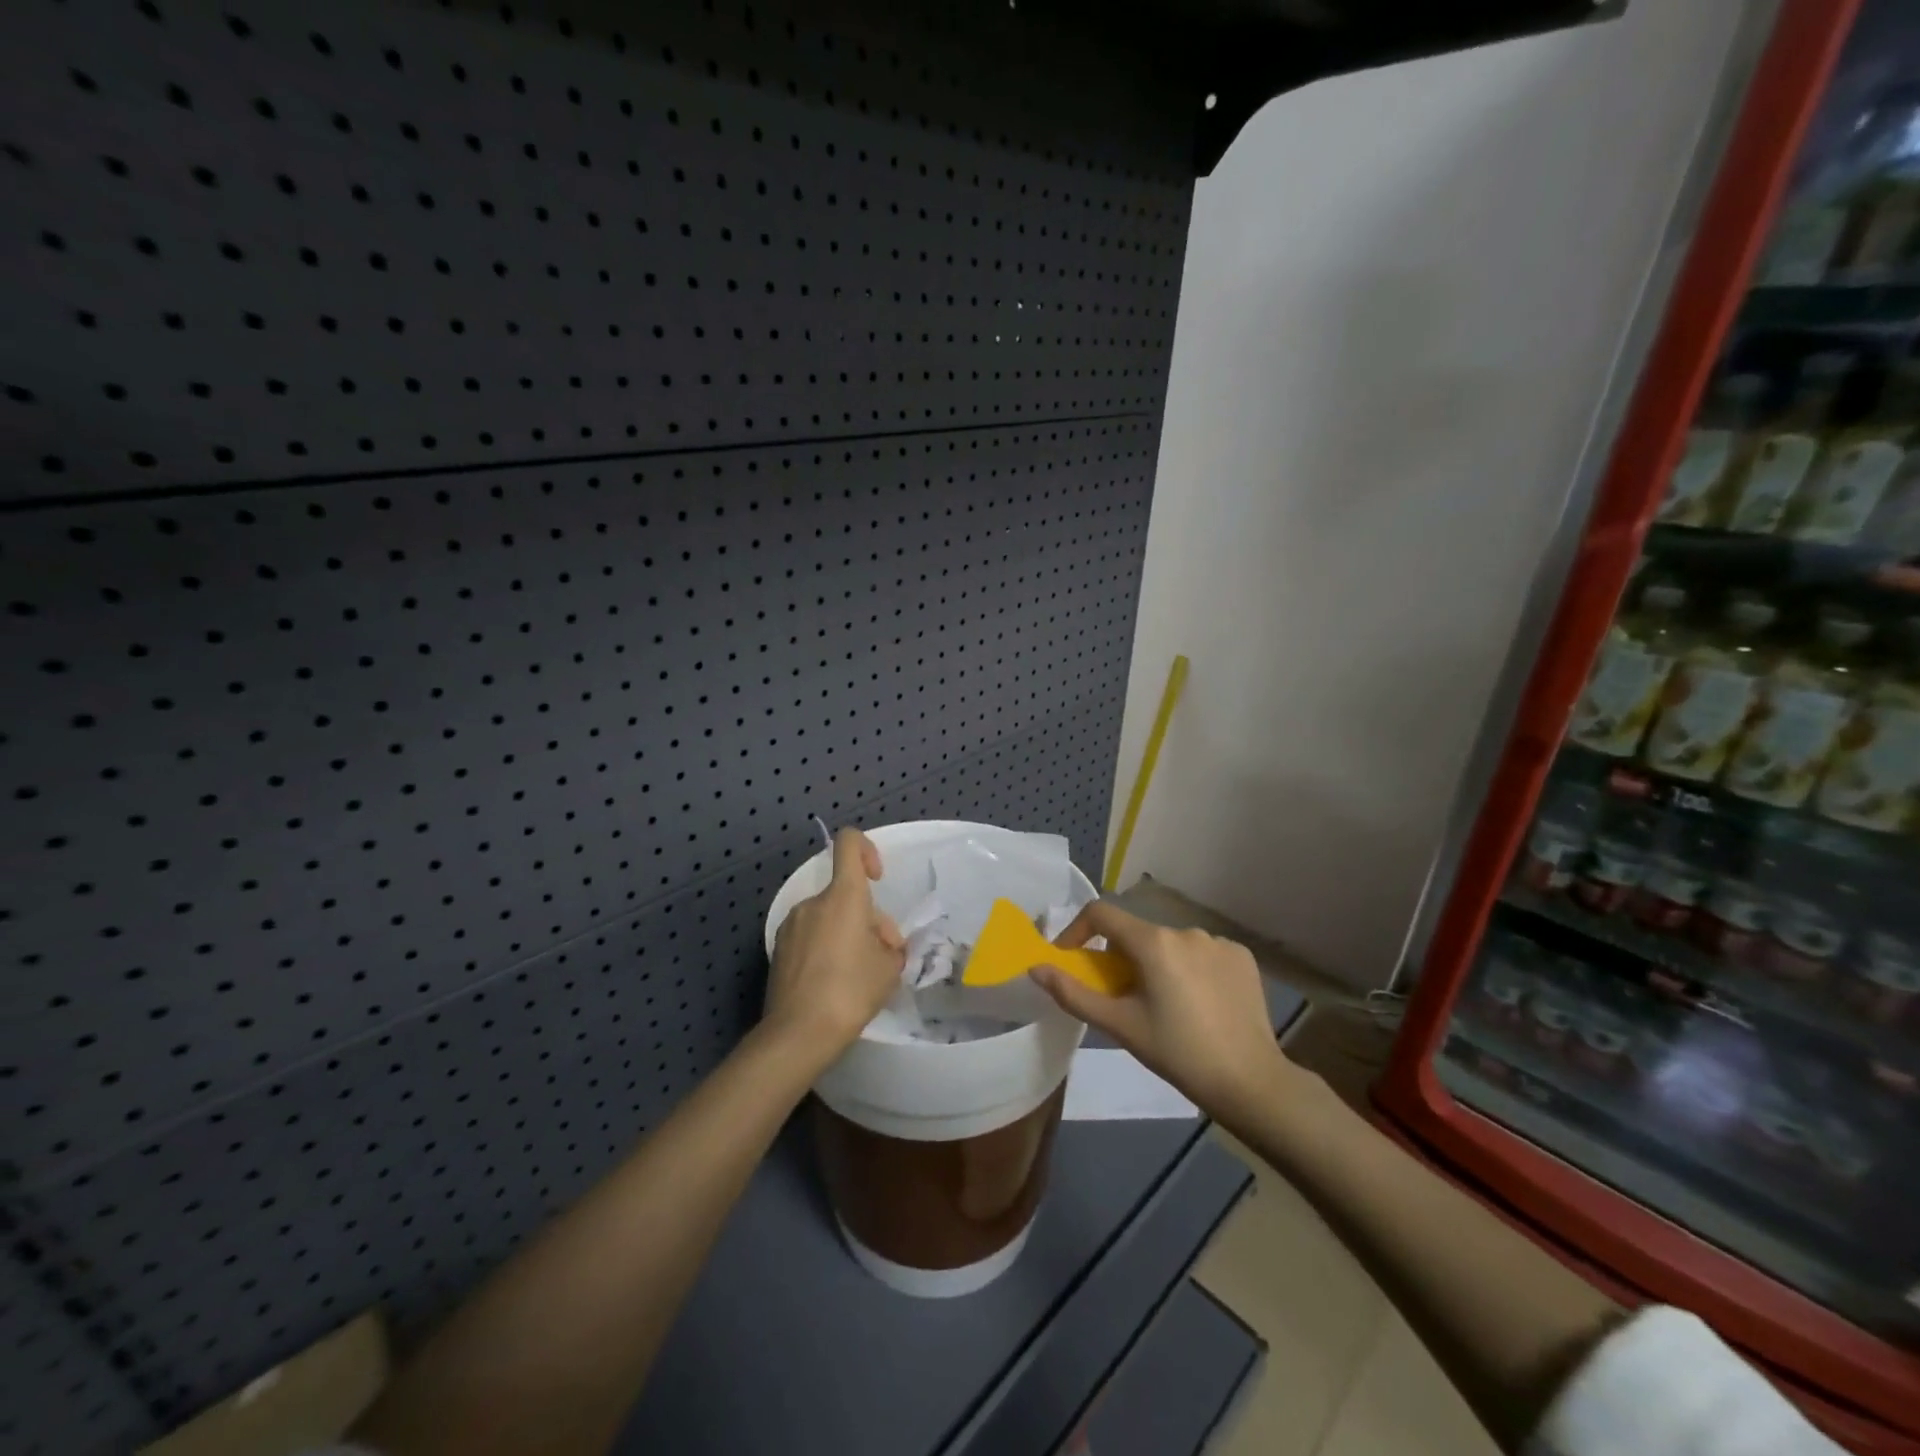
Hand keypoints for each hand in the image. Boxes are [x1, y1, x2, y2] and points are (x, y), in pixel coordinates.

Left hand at [766, 828, 906, 1058]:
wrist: (798, 1033)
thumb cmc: (851, 991)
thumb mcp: (889, 968)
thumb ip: (890, 945)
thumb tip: (881, 943)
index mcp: (843, 896)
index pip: (849, 843)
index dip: (867, 849)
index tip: (877, 878)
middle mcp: (813, 902)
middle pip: (845, 893)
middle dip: (867, 917)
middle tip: (883, 956)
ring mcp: (791, 925)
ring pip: (829, 917)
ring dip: (847, 934)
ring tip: (860, 973)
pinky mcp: (779, 949)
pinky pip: (811, 936)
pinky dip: (826, 948)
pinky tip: (835, 983)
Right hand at [1033, 902, 1287, 1120]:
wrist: (1251, 1082)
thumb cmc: (1178, 1054)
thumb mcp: (1120, 1026)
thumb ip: (1073, 993)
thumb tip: (1036, 968)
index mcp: (1154, 942)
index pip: (1102, 913)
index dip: (1078, 930)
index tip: (1071, 958)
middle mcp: (1186, 930)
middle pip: (1137, 933)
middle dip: (1120, 957)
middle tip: (1121, 996)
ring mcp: (1218, 941)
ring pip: (1170, 944)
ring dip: (1157, 963)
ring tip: (1164, 1005)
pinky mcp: (1242, 957)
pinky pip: (1202, 953)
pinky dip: (1190, 969)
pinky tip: (1199, 1003)